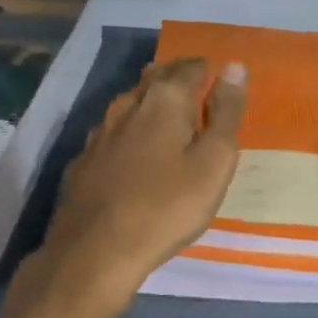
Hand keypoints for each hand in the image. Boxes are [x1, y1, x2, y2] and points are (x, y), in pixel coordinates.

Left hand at [26, 57, 246, 312]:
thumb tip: (234, 67)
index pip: (189, 68)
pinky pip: (112, 134)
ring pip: (129, 104)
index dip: (206, 70)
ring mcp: (99, 133)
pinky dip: (128, 133)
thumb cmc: (168, 206)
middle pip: (155, 78)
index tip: (217, 76)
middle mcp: (128, 105)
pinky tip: (132, 151)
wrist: (96, 251)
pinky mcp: (83, 160)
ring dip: (150, 103)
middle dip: (176, 77)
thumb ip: (226, 112)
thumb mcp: (214, 162)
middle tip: (195, 89)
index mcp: (164, 100)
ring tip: (167, 116)